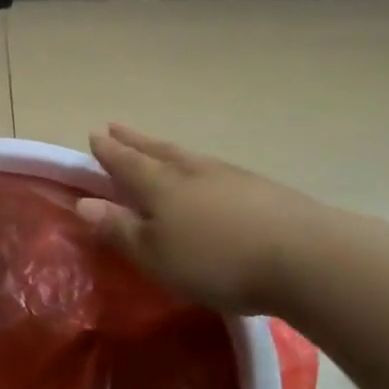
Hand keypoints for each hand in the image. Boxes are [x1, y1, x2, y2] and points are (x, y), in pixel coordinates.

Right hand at [76, 124, 330, 316]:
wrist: (304, 256)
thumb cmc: (216, 260)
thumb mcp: (156, 255)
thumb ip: (120, 229)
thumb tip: (84, 203)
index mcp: (161, 186)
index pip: (127, 163)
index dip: (109, 151)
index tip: (95, 135)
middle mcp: (193, 171)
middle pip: (158, 151)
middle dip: (135, 141)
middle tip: (117, 127)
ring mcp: (231, 176)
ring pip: (189, 156)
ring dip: (167, 150)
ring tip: (157, 147)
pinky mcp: (262, 189)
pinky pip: (215, 170)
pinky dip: (199, 167)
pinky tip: (207, 176)